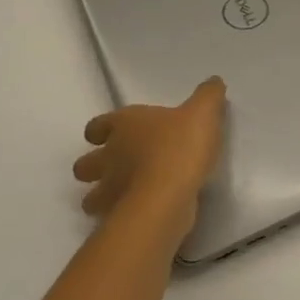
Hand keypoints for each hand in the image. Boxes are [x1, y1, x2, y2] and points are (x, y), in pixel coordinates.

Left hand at [73, 77, 225, 246]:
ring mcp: (109, 191)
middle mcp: (109, 157)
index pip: (97, 126)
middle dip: (94, 167)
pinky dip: (120, 216)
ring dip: (102, 197)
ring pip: (90, 197)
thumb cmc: (180, 146)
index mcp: (123, 126)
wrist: (168, 196)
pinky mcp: (119, 218)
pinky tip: (140, 214)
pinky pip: (111, 217)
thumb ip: (208, 96)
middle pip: (84, 165)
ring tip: (124, 196)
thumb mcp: (203, 112)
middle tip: (117, 168)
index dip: (100, 130)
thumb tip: (214, 81)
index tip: (110, 134)